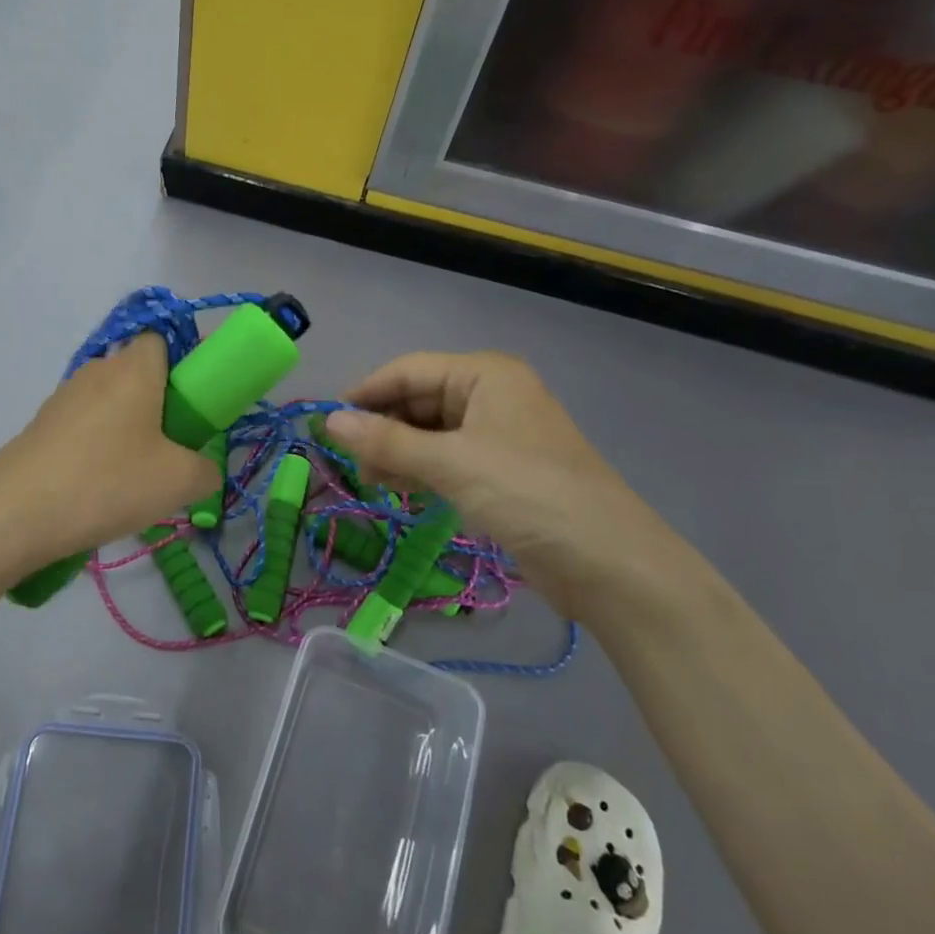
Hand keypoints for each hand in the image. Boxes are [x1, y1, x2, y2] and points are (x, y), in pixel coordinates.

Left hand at [0, 334, 218, 563]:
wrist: (16, 513)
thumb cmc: (108, 482)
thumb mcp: (179, 482)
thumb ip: (206, 471)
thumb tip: (202, 470)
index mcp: (134, 367)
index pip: (163, 338)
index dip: (183, 365)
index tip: (193, 406)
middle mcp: (98, 370)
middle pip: (138, 373)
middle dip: (158, 405)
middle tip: (170, 451)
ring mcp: (64, 397)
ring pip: (110, 403)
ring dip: (127, 430)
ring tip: (133, 479)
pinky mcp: (41, 425)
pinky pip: (84, 426)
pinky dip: (97, 448)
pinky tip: (98, 488)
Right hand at [324, 351, 701, 624]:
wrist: (608, 563)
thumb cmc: (528, 494)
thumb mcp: (451, 463)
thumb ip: (387, 441)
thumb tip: (329, 420)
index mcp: (485, 375)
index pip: (409, 370)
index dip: (367, 393)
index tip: (326, 421)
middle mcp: (491, 396)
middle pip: (419, 400)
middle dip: (383, 426)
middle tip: (349, 460)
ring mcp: (498, 436)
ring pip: (430, 432)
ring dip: (398, 451)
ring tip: (370, 478)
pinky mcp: (501, 473)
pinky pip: (447, 459)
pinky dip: (420, 470)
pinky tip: (398, 488)